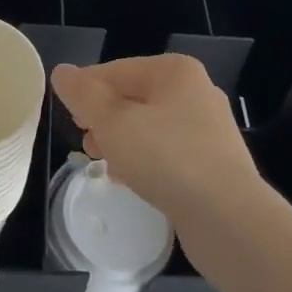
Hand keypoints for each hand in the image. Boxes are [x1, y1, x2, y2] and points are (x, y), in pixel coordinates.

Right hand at [50, 54, 263, 236]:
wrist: (230, 221)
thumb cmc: (167, 159)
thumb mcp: (114, 124)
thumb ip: (85, 96)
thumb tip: (61, 71)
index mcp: (175, 71)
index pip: (118, 70)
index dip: (87, 89)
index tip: (67, 114)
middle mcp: (196, 92)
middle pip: (135, 97)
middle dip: (105, 117)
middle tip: (83, 140)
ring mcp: (209, 130)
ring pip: (151, 127)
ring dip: (122, 141)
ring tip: (101, 161)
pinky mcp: (214, 165)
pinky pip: (168, 154)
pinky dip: (145, 161)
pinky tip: (129, 180)